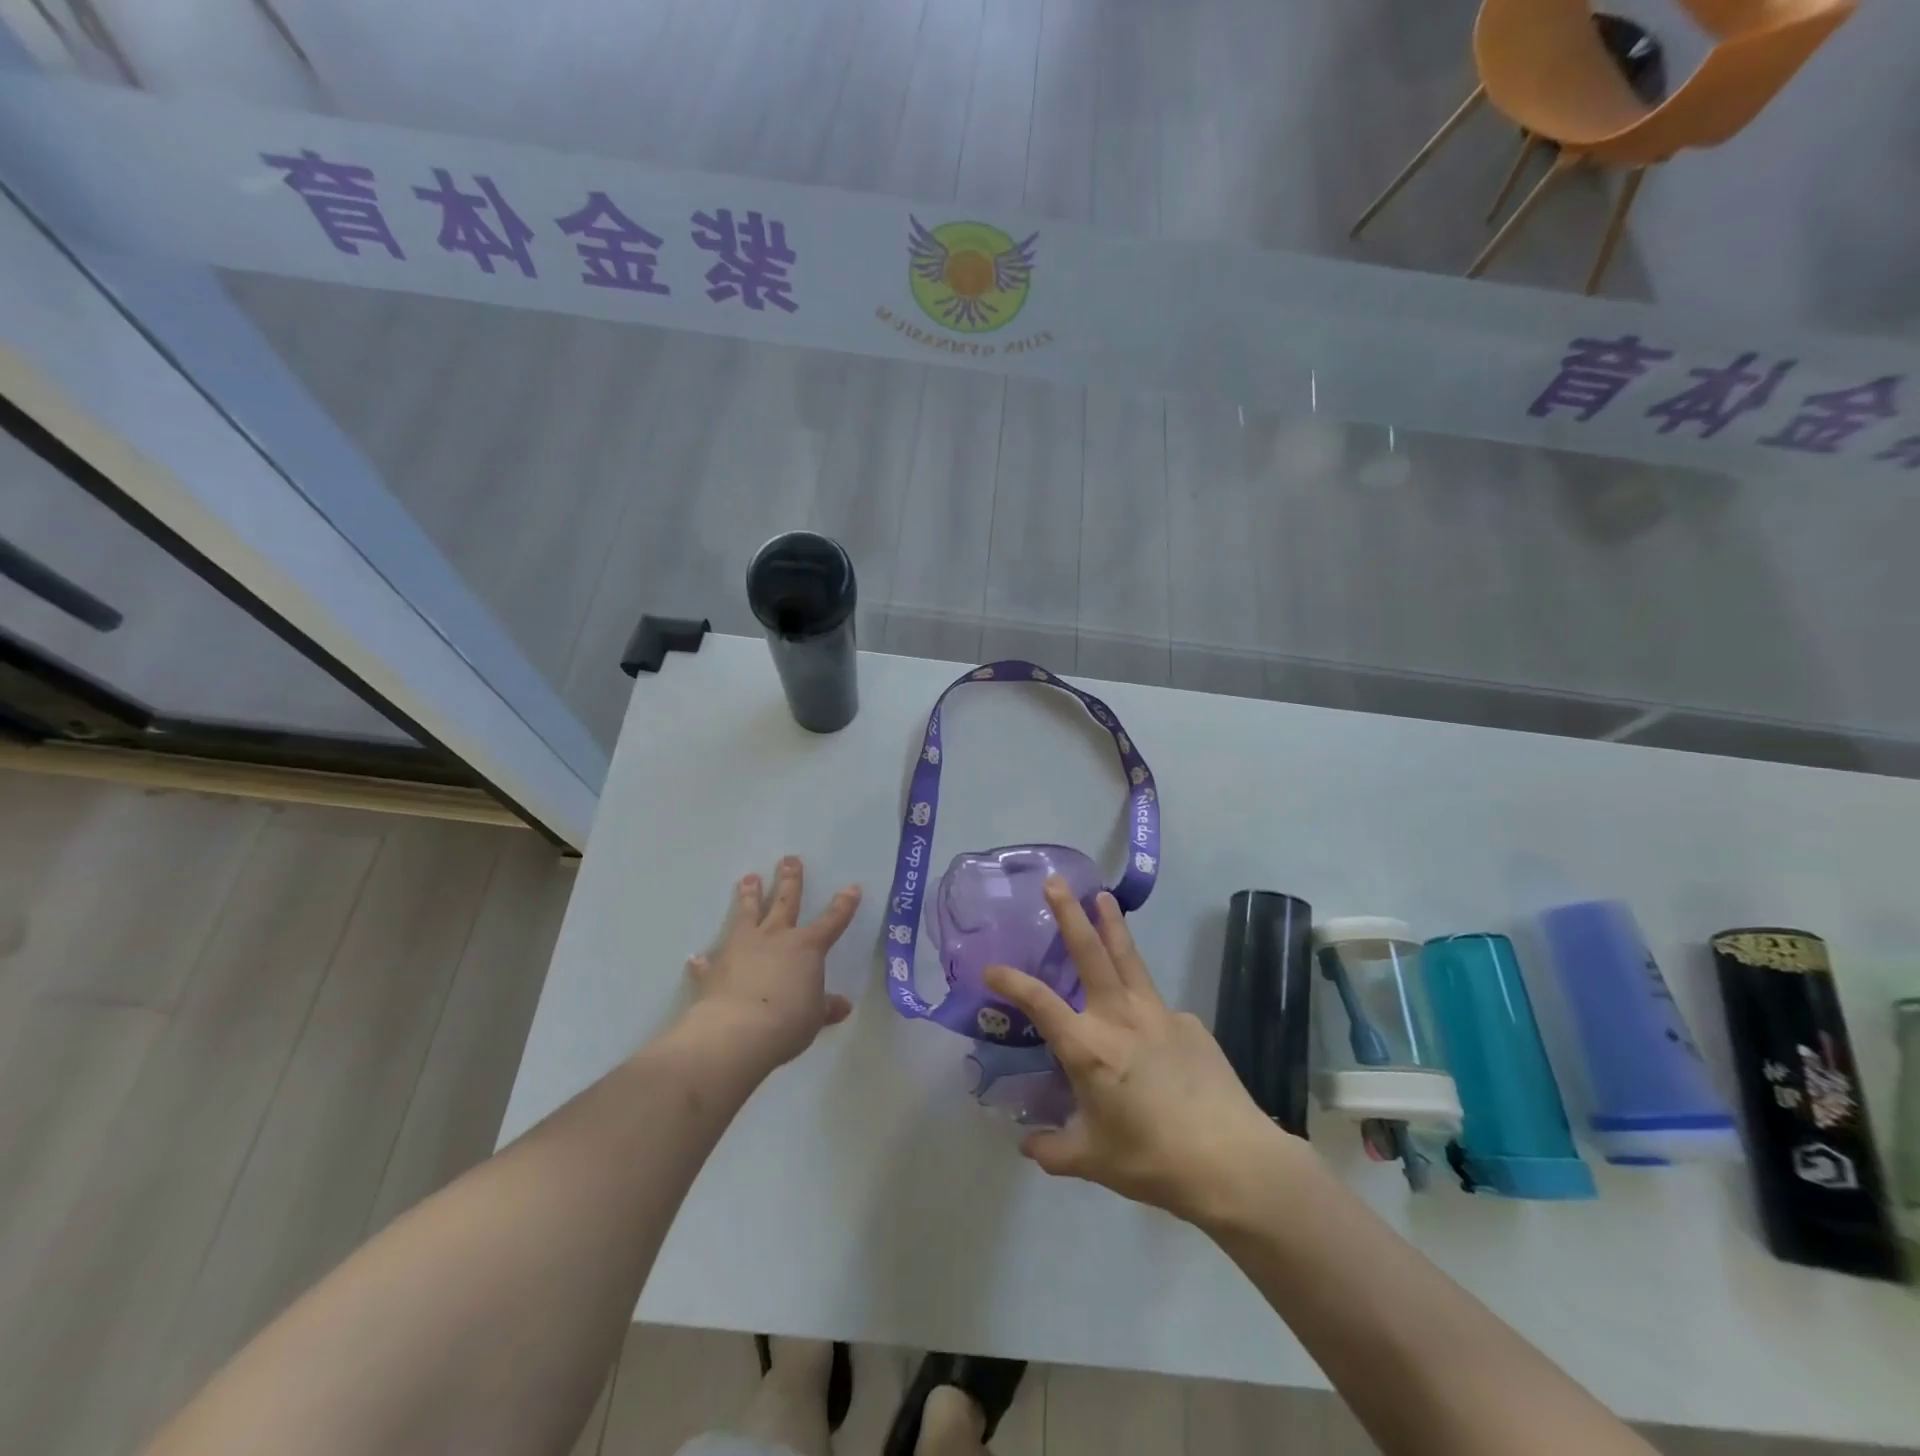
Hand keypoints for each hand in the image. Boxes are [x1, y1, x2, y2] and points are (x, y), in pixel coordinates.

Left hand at [683, 857, 860, 1070]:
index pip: (832, 921)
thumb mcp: (815, 1017)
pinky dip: (704, 961)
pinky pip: (709, 961)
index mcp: (807, 947)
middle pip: (785, 902)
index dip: (844, 905)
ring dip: (749, 896)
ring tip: (748, 878)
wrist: (738, 1031)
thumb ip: (827, 1007)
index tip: (851, 887)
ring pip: (747, 914)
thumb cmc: (788, 1021)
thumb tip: (843, 1006)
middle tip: (788, 859)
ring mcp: (742, 947)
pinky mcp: (715, 967)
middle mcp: (775, 938)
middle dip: (789, 880)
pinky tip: (696, 957)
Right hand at [984, 877, 1300, 1225]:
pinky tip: (1150, 1028)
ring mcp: (1159, 1014)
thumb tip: (1027, 1146)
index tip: (990, 969)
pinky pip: (1158, 1007)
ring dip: (1113, 925)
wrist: (1232, 1161)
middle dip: (1070, 914)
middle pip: (1090, 953)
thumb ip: (1053, 1150)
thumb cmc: (1152, 1161)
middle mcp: (1119, 1018)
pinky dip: (1145, 1005)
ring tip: (1104, 897)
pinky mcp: (1190, 1022)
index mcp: (1088, 1048)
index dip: (1011, 982)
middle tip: (1056, 882)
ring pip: (1129, 958)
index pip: (1038, 1003)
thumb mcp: (1092, 1161)